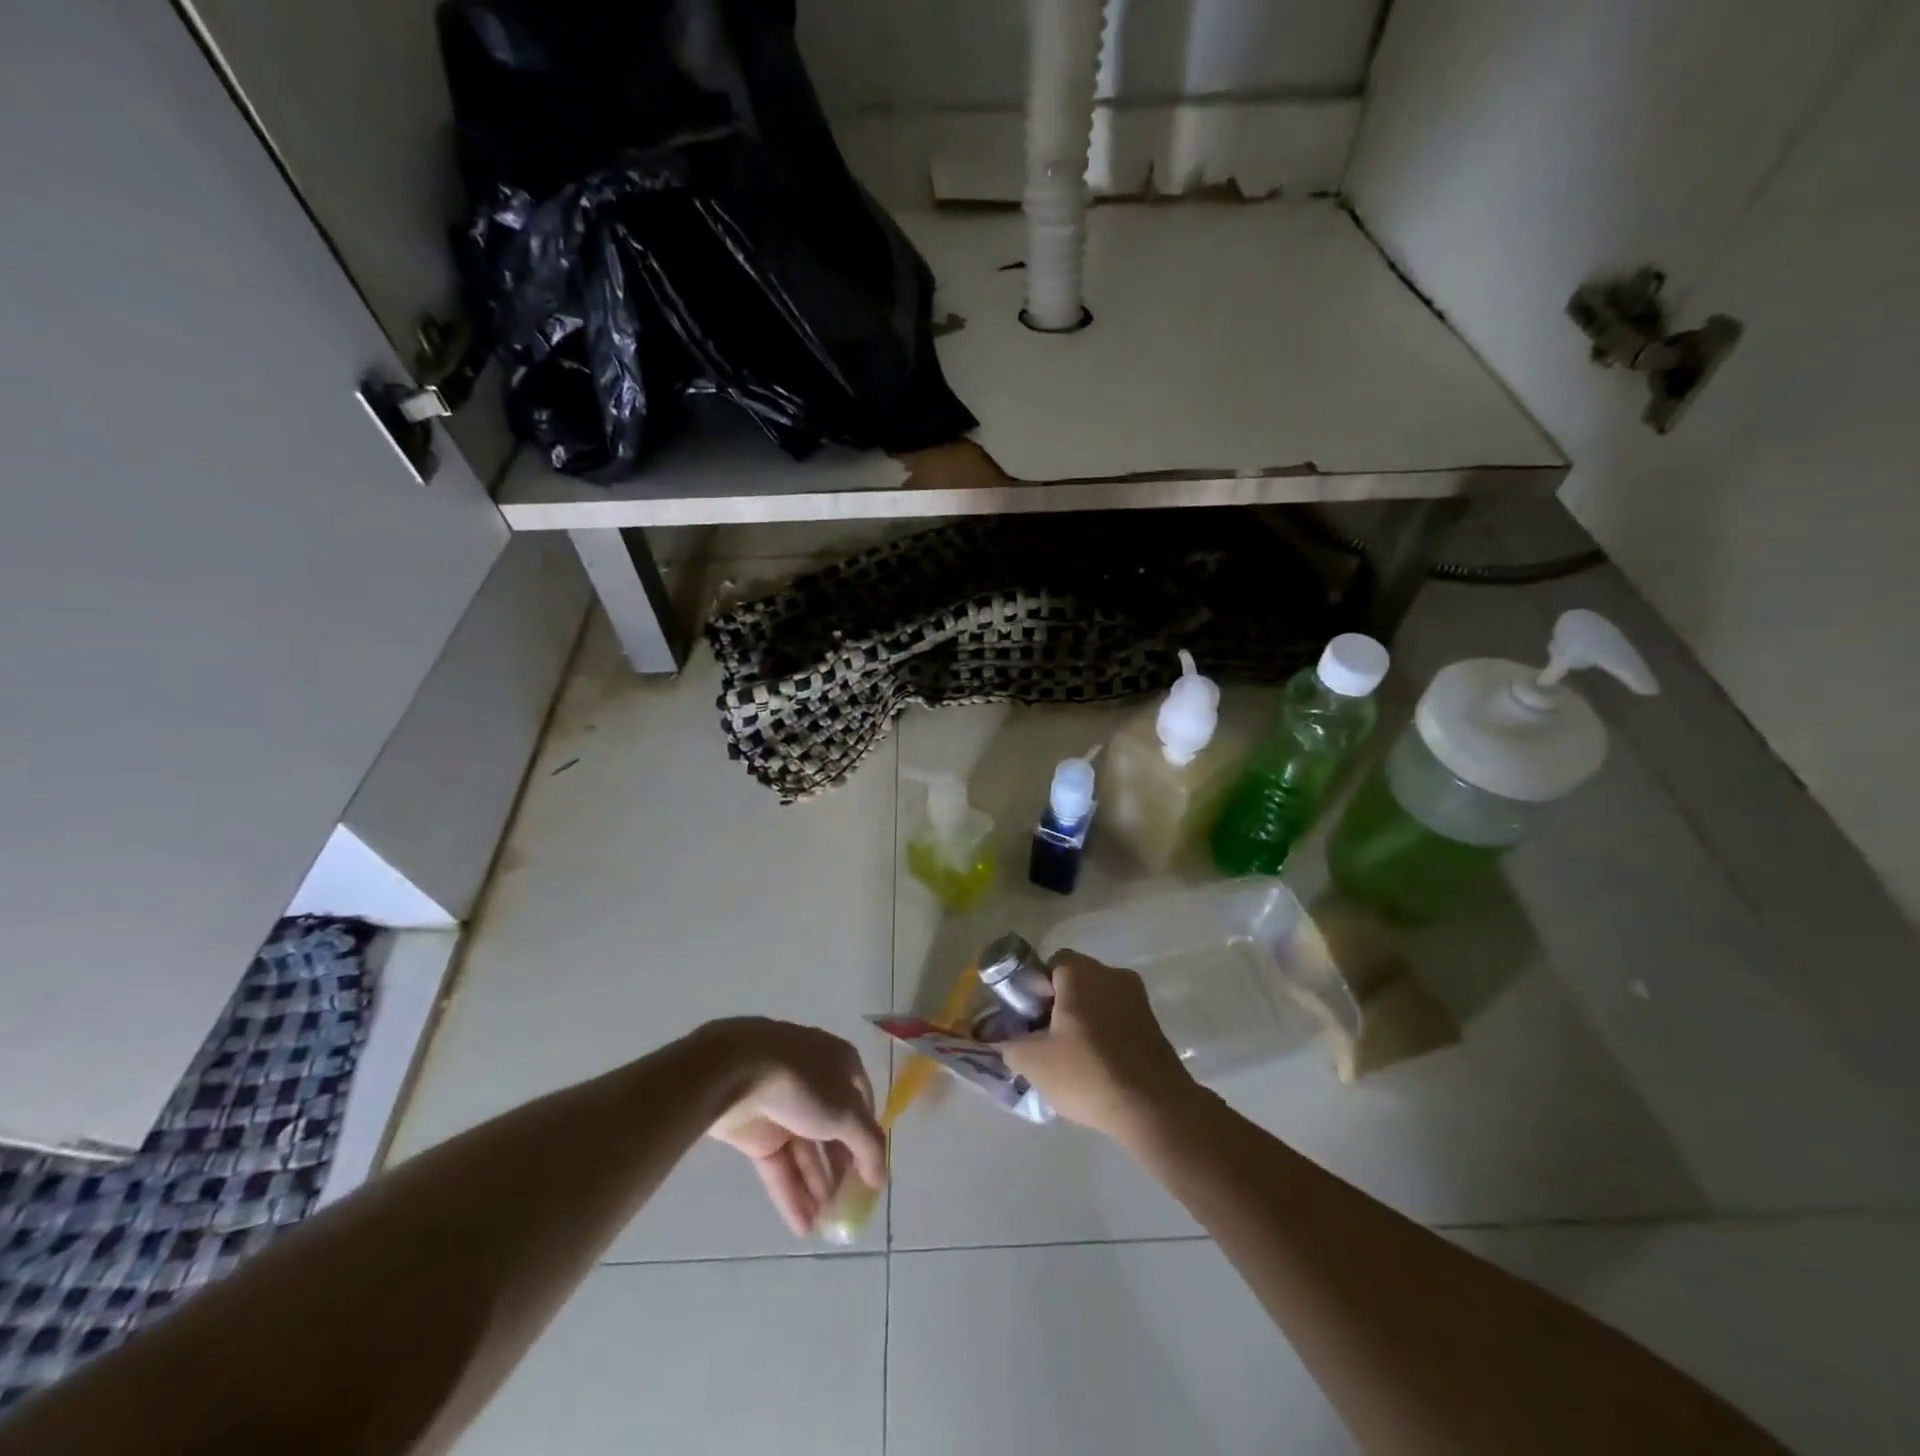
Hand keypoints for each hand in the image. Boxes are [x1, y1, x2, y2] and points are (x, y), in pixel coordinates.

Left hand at [699, 1018, 887, 1235]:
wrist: (733, 1072)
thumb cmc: (803, 1083)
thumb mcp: (846, 1112)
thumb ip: (868, 1146)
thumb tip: (882, 1176)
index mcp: (839, 1063)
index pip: (862, 1102)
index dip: (868, 1136)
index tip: (873, 1171)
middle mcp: (813, 1082)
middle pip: (833, 1130)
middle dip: (841, 1168)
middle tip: (849, 1206)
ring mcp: (782, 1106)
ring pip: (805, 1151)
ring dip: (817, 1186)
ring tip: (828, 1226)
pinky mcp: (755, 1130)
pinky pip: (779, 1165)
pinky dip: (791, 1193)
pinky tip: (803, 1226)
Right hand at [1000, 951, 1198, 1139]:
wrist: (1154, 1108)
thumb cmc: (1087, 1073)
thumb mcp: (1032, 1061)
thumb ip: (1008, 1044)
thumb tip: (999, 1039)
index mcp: (1081, 972)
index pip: (1049, 965)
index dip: (1034, 990)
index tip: (1029, 1021)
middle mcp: (1112, 974)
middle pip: (1074, 982)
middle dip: (1057, 1007)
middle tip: (1045, 1041)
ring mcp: (1137, 998)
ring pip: (1097, 1001)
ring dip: (1082, 1022)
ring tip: (1070, 1059)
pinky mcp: (1153, 1024)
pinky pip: (1117, 1019)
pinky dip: (1104, 1035)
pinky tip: (1097, 1068)